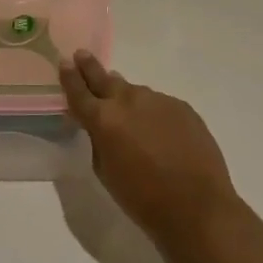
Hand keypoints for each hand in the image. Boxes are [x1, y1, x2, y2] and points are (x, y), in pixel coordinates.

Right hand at [59, 51, 235, 244]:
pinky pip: (159, 104)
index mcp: (104, 120)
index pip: (79, 91)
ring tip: (127, 112)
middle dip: (91, 68)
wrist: (197, 207)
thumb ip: (98, 141)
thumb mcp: (106, 172)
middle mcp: (129, 101)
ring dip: (127, 98)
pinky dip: (153, 113)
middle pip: (105, 78)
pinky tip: (160, 132)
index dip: (70, 77)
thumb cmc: (143, 199)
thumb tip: (100, 125)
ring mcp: (158, 100)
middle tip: (83, 55)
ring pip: (135, 92)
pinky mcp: (182, 107)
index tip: (65, 62)